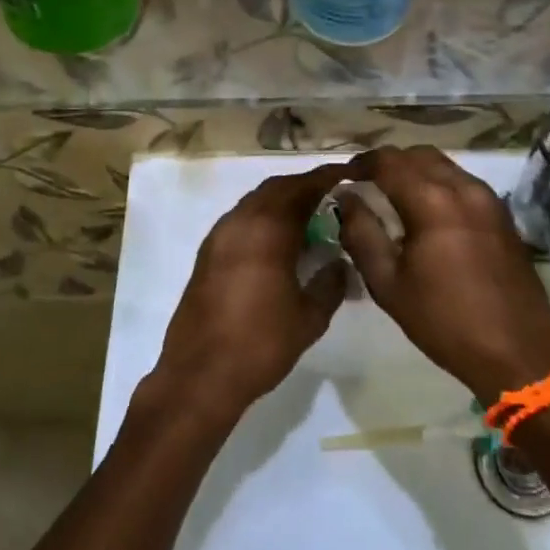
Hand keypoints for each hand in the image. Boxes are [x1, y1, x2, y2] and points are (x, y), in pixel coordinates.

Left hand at [148, 162, 351, 424]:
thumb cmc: (261, 344)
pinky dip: (264, 219)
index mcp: (267, 229)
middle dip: (305, 187)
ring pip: (255, 202)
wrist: (200, 375)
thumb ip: (330, 283)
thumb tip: (340, 262)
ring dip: (282, 202)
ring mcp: (218, 236)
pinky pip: (241, 220)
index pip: (302, 188)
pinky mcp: (207, 254)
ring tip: (311, 218)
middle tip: (333, 196)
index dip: (327, 178)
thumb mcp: (309, 317)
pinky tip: (280, 242)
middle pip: (276, 188)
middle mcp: (239, 222)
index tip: (350, 175)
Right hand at [339, 145, 549, 399]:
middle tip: (365, 185)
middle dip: (388, 163)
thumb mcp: (388, 284)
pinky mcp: (502, 215)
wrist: (519, 353)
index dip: (361, 163)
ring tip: (393, 197)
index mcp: (432, 201)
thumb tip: (346, 199)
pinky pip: (462, 182)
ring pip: (443, 165)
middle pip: (418, 155)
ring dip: (414, 171)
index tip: (343, 178)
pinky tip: (427, 213)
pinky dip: (438, 184)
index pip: (388, 162)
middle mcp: (463, 188)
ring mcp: (488, 199)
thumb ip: (361, 234)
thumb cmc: (445, 321)